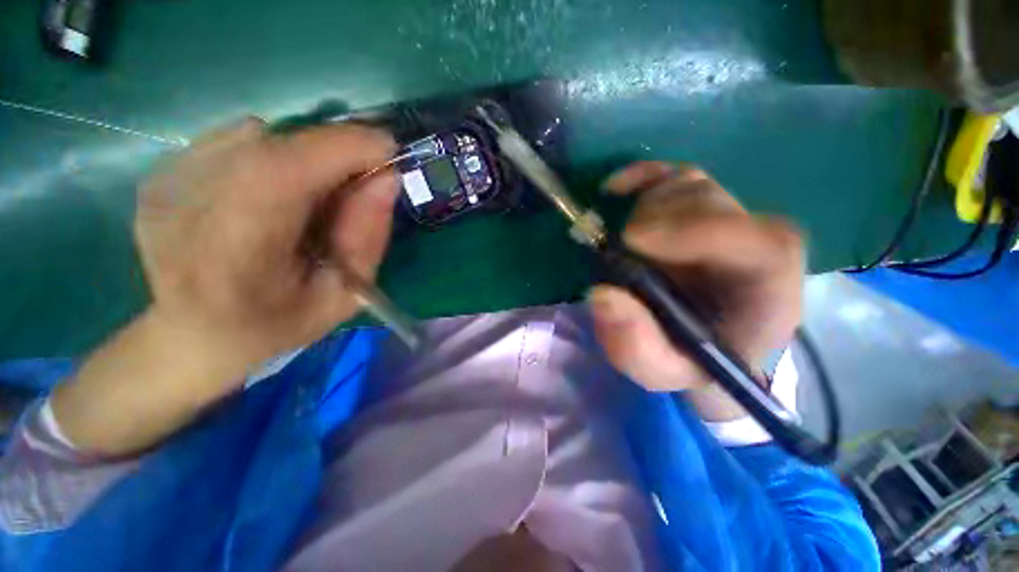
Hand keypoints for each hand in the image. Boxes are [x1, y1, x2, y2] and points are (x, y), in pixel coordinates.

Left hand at [135, 119, 397, 380]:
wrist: (194, 334)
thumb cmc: (277, 324)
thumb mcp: (344, 295)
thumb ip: (367, 237)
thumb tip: (387, 178)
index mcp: (232, 256)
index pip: (286, 172)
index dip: (344, 149)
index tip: (388, 148)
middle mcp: (185, 206)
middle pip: (274, 145)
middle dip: (333, 151)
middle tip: (360, 178)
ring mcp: (165, 183)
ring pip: (257, 137)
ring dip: (302, 157)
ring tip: (309, 199)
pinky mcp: (162, 172)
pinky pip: (234, 141)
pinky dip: (271, 157)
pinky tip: (270, 196)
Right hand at [588, 162, 803, 420]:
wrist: (704, 342)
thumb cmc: (689, 360)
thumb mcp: (660, 370)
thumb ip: (635, 345)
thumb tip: (602, 295)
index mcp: (768, 292)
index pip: (760, 244)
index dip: (696, 230)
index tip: (633, 241)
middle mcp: (758, 244)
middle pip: (712, 205)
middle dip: (655, 222)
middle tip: (618, 250)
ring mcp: (731, 217)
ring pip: (690, 185)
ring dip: (643, 209)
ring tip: (623, 244)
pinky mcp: (702, 206)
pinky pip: (675, 174)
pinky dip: (642, 175)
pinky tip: (615, 188)